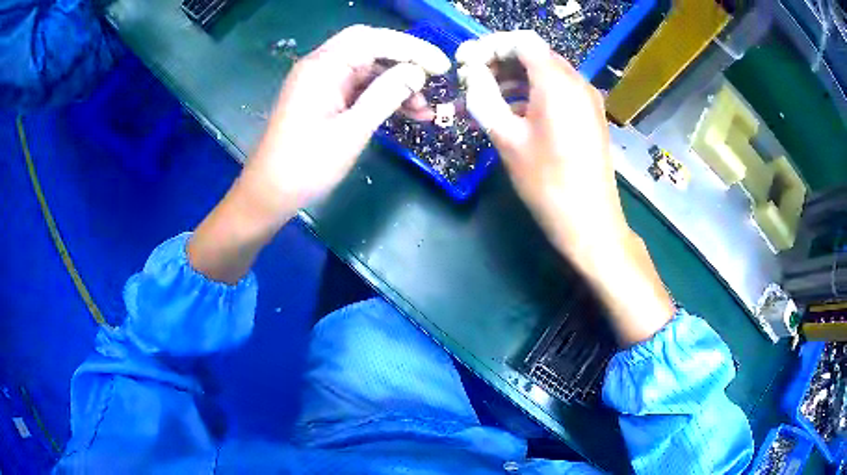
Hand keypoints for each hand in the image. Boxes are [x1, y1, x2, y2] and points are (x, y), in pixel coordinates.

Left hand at [188, 25, 449, 284]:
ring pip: (367, 70)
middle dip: (405, 60)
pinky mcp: (323, 99)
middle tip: (435, 77)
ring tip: (425, 108)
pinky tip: (406, 112)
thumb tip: (417, 72)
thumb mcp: (352, 130)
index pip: (374, 40)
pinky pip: (358, 88)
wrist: (270, 194)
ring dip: (397, 83)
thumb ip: (386, 95)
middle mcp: (321, 66)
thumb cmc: (306, 165)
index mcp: (323, 66)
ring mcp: (321, 83)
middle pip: (370, 48)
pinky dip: (382, 96)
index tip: (441, 66)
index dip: (412, 48)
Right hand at [456, 31, 626, 265]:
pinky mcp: (589, 115)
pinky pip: (558, 91)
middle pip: (534, 54)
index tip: (467, 63)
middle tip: (472, 81)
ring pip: (545, 73)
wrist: (590, 221)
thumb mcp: (506, 138)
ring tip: (485, 99)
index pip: (521, 41)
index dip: (491, 46)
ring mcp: (587, 99)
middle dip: (500, 62)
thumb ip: (483, 98)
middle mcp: (576, 82)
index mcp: (556, 82)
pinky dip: (532, 93)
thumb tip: (471, 75)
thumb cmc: (546, 182)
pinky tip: (512, 113)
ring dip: (514, 79)